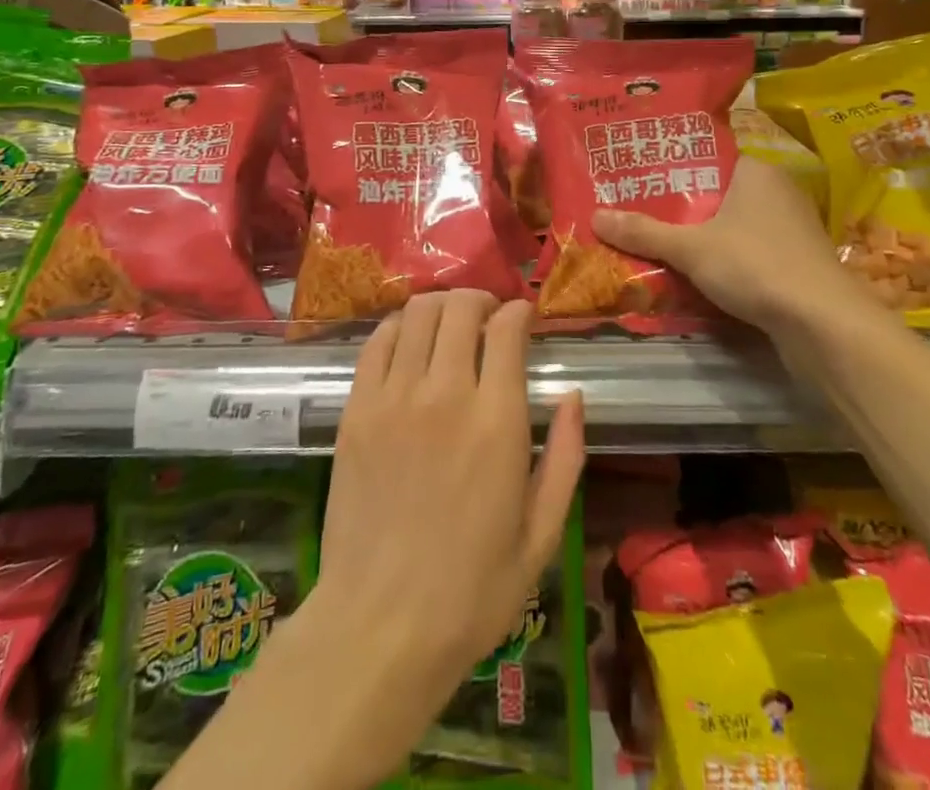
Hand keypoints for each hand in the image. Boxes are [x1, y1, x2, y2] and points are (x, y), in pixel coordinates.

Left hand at [312, 291, 584, 741]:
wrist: (380, 628)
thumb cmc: (472, 591)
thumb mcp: (542, 535)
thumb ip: (565, 456)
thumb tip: (573, 394)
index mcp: (496, 422)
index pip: (506, 328)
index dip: (518, 312)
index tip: (523, 320)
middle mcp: (445, 394)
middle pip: (460, 307)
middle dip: (481, 300)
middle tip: (488, 318)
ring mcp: (393, 398)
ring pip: (418, 313)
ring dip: (441, 306)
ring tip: (451, 325)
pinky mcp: (356, 409)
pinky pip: (377, 341)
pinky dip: (398, 326)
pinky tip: (410, 342)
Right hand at [592, 157, 847, 333]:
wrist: (824, 325)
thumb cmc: (756, 265)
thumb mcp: (690, 248)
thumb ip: (644, 232)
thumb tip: (595, 217)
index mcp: (755, 171)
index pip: (705, 159)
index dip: (669, 169)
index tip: (635, 180)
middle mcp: (776, 192)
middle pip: (715, 195)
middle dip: (679, 209)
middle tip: (635, 215)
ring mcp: (790, 229)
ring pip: (731, 227)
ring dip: (699, 239)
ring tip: (655, 244)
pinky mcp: (795, 263)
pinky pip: (747, 252)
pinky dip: (722, 261)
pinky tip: (694, 275)